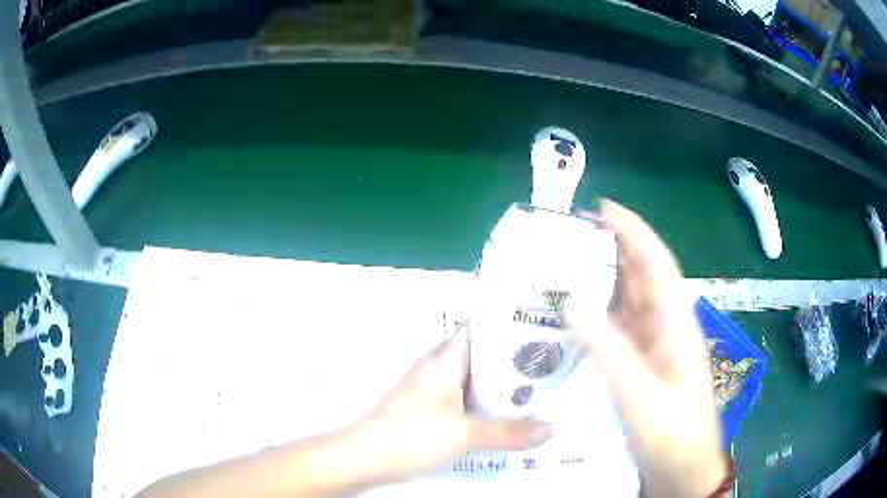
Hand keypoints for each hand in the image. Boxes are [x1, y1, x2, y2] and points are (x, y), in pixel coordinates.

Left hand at [346, 321, 552, 485]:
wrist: (362, 458)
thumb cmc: (410, 436)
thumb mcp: (464, 434)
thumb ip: (508, 431)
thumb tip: (550, 428)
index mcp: (445, 360)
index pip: (479, 326)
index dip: (508, 323)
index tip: (539, 328)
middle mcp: (437, 369)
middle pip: (480, 355)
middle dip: (512, 361)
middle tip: (547, 366)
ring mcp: (429, 392)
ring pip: (471, 382)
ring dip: (498, 387)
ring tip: (534, 392)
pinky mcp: (425, 412)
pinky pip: (461, 403)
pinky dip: (482, 407)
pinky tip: (501, 421)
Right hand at [570, 200, 726, 497]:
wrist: (682, 469)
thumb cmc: (672, 432)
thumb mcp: (640, 393)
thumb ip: (608, 350)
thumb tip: (573, 302)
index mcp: (676, 323)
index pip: (656, 263)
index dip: (633, 231)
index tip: (602, 208)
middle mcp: (666, 327)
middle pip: (640, 277)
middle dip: (611, 250)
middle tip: (570, 236)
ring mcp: (653, 347)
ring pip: (627, 304)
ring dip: (602, 282)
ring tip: (564, 268)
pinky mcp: (642, 365)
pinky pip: (618, 331)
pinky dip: (598, 318)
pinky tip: (574, 318)